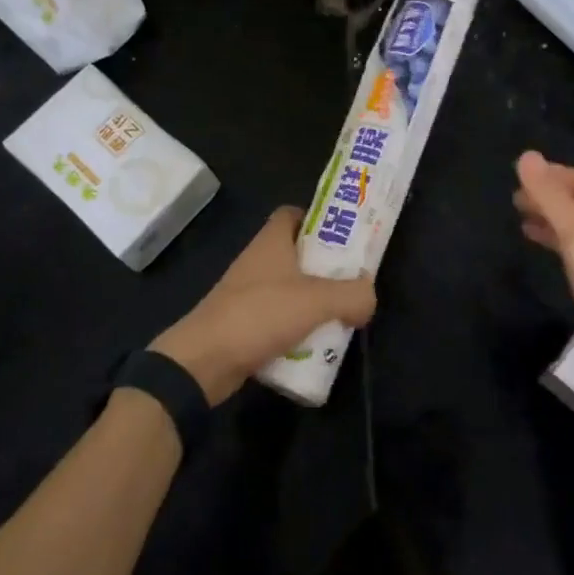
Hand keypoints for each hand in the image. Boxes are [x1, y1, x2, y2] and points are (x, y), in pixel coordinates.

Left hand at [152, 207, 376, 404]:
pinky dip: (296, 328)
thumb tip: (369, 297)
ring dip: (312, 301)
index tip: (344, 237)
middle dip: (324, 267)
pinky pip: (277, 318)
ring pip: (289, 288)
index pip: (294, 214)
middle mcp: (258, 261)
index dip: (318, 220)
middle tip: (352, 281)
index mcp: (272, 241)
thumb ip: (352, 295)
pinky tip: (315, 346)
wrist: (204, 360)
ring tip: (341, 316)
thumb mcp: (316, 301)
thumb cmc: (260, 314)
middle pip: (297, 253)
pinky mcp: (243, 323)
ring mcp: (248, 293)